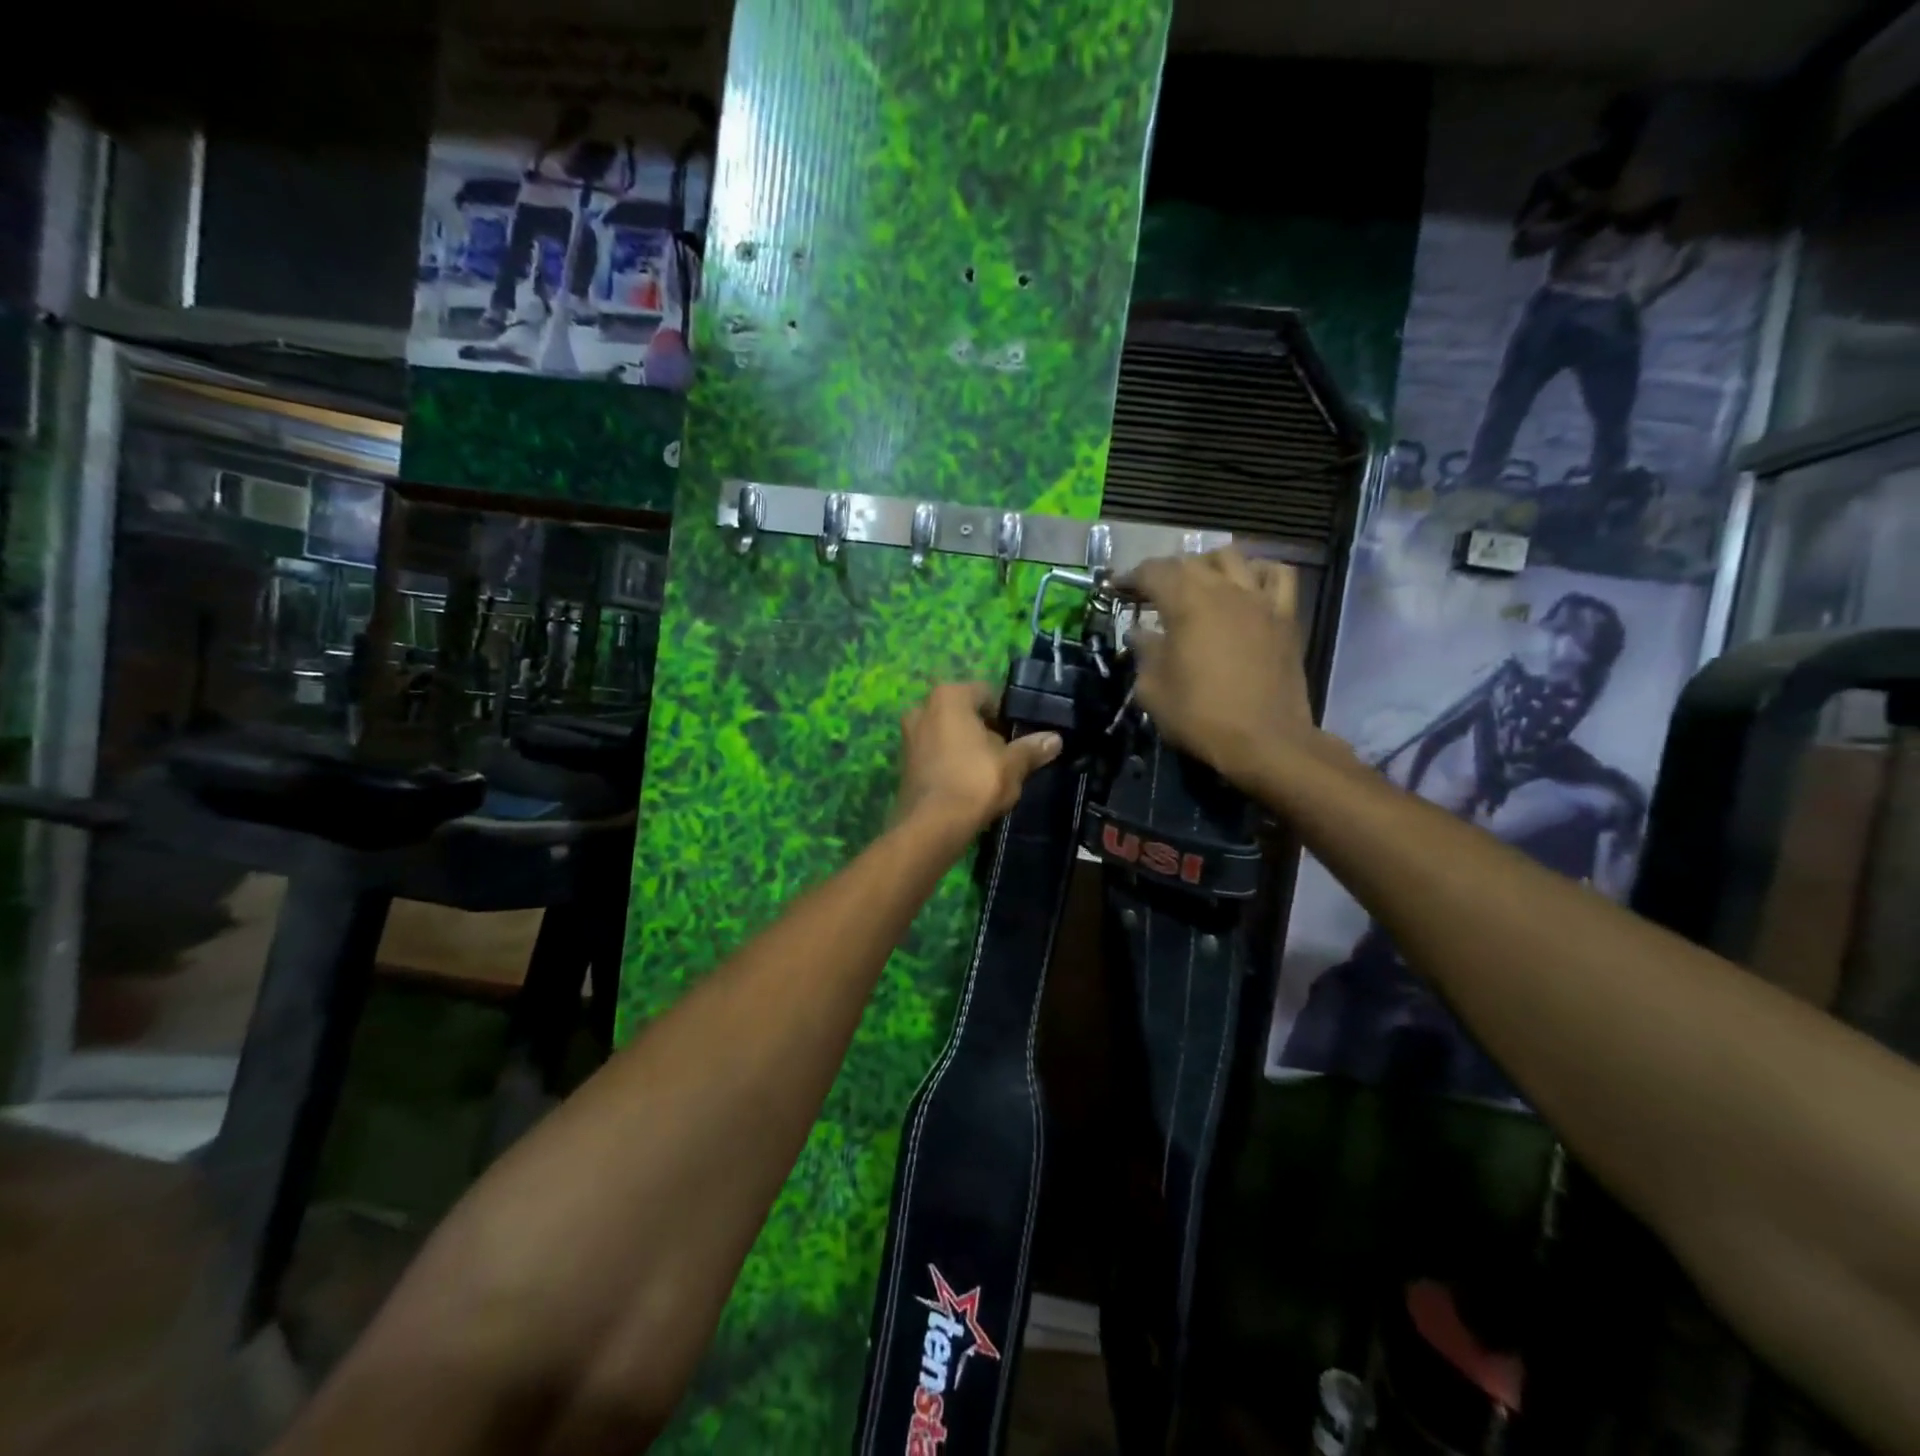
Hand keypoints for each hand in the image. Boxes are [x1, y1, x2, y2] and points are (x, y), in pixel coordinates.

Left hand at [895, 683, 1061, 834]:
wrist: (931, 826)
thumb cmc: (974, 782)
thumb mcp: (1013, 765)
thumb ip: (1032, 748)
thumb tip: (1055, 739)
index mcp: (949, 697)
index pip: (987, 693)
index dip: (1007, 714)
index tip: (1021, 736)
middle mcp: (923, 708)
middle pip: (965, 714)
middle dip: (986, 731)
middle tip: (1007, 755)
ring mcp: (909, 736)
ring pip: (948, 735)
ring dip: (968, 748)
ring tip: (990, 773)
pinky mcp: (903, 763)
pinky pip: (935, 754)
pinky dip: (951, 763)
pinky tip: (968, 784)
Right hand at [1121, 548, 1326, 783]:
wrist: (1264, 740)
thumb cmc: (1200, 716)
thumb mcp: (1153, 689)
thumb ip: (1144, 653)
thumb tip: (1140, 634)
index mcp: (1187, 603)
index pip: (1153, 572)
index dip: (1131, 577)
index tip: (1117, 588)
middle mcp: (1224, 590)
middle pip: (1190, 562)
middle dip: (1164, 572)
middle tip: (1149, 592)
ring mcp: (1259, 599)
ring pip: (1232, 557)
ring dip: (1207, 565)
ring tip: (1197, 583)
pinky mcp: (1285, 616)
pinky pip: (1277, 575)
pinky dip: (1257, 572)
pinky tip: (1246, 586)